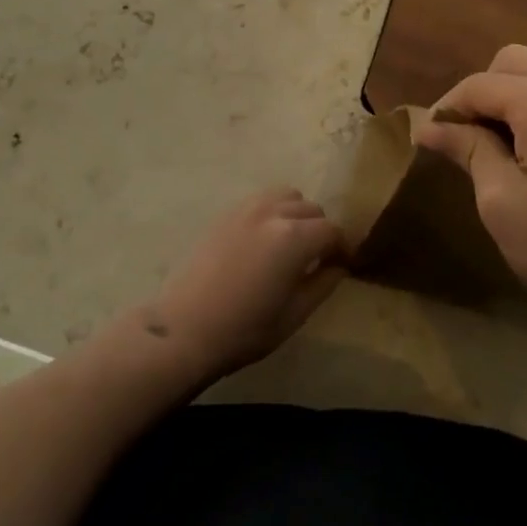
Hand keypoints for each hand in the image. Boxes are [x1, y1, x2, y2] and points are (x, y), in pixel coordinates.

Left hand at [145, 188, 350, 382]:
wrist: (184, 328)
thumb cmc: (244, 329)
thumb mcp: (294, 315)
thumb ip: (323, 284)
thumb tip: (338, 266)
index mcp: (295, 238)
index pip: (332, 231)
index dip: (342, 247)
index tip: (341, 265)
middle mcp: (273, 213)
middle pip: (312, 208)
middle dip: (321, 230)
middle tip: (317, 259)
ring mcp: (247, 209)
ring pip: (287, 196)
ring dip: (297, 214)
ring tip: (291, 243)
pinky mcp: (226, 213)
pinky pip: (261, 200)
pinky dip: (273, 211)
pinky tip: (265, 239)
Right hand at [413, 46, 526, 348]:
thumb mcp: (503, 205)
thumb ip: (468, 151)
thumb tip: (432, 127)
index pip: (480, 85)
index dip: (448, 108)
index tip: (429, 138)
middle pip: (515, 62)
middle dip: (484, 92)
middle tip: (471, 140)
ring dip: (519, 96)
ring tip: (510, 146)